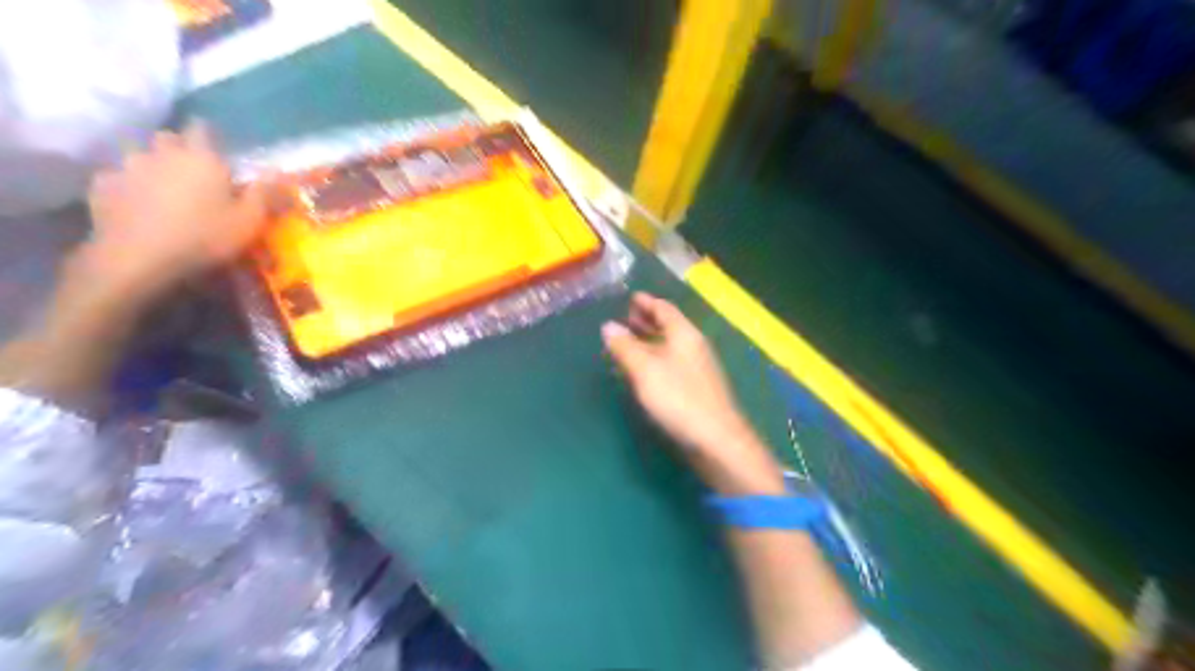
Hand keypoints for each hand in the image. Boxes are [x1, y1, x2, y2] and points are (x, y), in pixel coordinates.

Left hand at [82, 121, 266, 298]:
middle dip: (178, 147)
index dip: (208, 134)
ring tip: (160, 185)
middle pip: (167, 137)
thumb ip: (264, 193)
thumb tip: (278, 169)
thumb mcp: (249, 221)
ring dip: (150, 164)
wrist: (140, 257)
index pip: (201, 128)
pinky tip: (134, 201)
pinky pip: (116, 176)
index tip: (216, 145)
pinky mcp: (102, 186)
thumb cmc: (205, 237)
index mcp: (201, 158)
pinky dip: (126, 184)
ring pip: (138, 154)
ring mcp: (127, 167)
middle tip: (190, 168)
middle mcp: (162, 153)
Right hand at [607, 290, 786, 491]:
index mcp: (684, 335)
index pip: (665, 309)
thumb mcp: (645, 370)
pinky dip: (655, 360)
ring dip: (650, 341)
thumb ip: (626, 347)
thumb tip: (608, 326)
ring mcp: (697, 369)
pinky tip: (644, 372)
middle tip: (626, 319)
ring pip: (670, 346)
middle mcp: (693, 346)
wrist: (716, 439)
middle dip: (647, 321)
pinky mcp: (696, 389)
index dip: (647, 302)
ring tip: (629, 344)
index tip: (631, 297)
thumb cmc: (679, 399)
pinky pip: (672, 364)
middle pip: (669, 326)